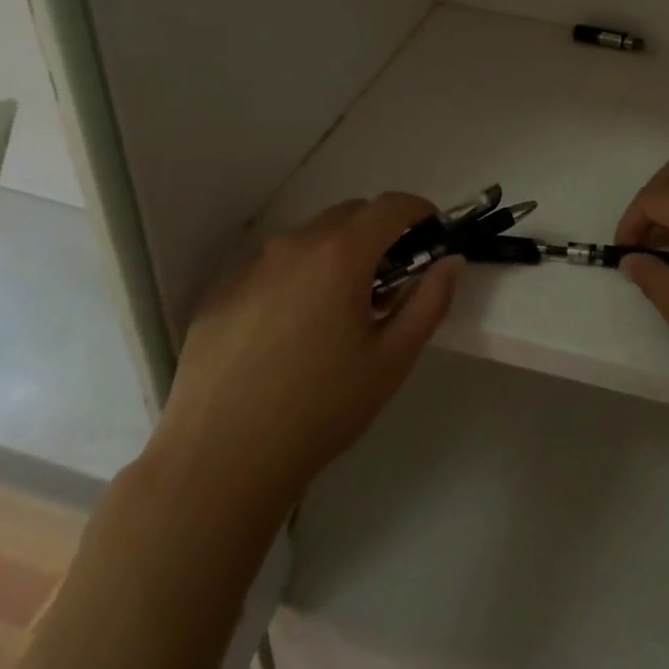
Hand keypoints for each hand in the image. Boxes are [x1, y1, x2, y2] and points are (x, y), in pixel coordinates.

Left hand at [154, 193, 457, 523]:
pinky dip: (294, 277)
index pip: (391, 205)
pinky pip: (270, 266)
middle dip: (378, 233)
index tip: (431, 235)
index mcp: (340, 255)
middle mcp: (293, 245)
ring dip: (335, 254)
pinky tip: (288, 331)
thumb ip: (430, 301)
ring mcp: (250, 266)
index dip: (419, 211)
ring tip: (335, 311)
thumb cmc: (320, 410)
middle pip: (349, 214)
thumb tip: (450, 262)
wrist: (219, 462)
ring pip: (308, 238)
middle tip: (388, 281)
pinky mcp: (219, 292)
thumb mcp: (392, 359)